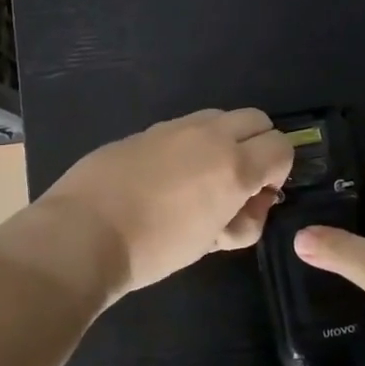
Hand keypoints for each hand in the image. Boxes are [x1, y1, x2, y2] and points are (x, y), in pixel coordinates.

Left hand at [40, 109, 293, 298]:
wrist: (83, 234)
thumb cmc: (155, 248)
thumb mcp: (211, 242)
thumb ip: (243, 219)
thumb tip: (251, 202)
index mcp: (233, 164)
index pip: (282, 147)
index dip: (279, 171)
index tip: (259, 196)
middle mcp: (209, 135)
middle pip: (256, 119)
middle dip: (258, 146)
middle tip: (238, 182)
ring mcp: (174, 127)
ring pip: (219, 117)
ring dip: (225, 141)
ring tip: (201, 179)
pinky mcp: (145, 130)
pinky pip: (183, 127)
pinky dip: (191, 144)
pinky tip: (166, 178)